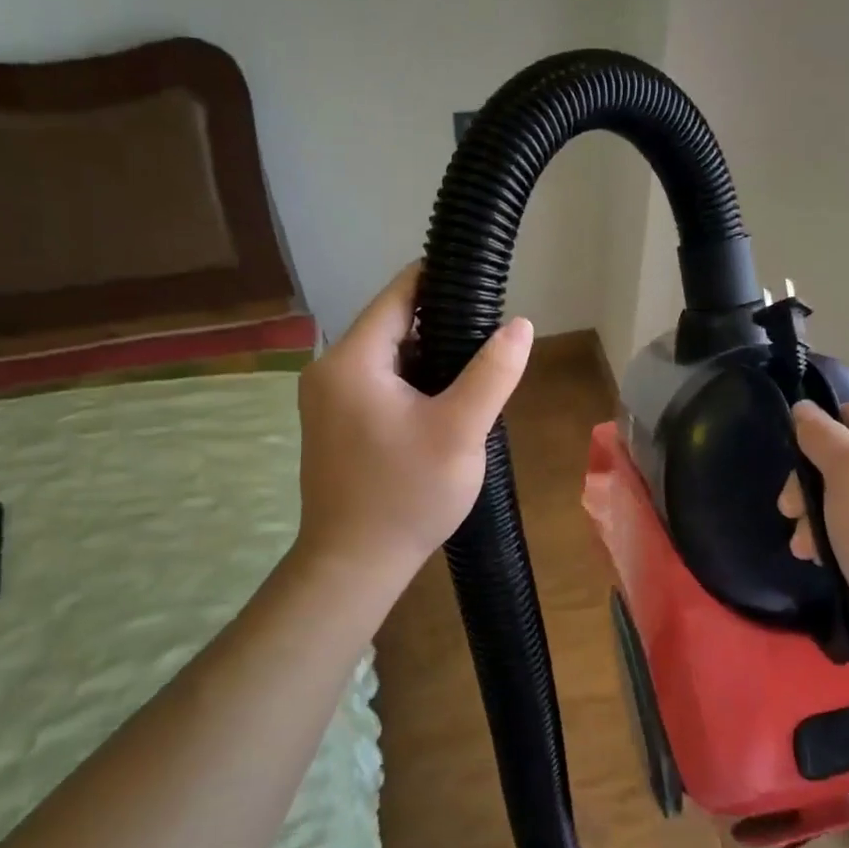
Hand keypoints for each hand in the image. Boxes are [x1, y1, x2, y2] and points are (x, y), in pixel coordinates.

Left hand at [292, 263, 532, 596]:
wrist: (354, 566)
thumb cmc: (406, 494)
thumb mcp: (461, 430)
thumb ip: (492, 372)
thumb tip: (520, 325)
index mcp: (352, 360)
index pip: (399, 295)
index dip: (441, 281)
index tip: (483, 283)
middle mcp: (330, 371)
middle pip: (393, 326)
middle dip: (443, 329)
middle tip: (490, 343)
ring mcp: (328, 400)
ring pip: (389, 359)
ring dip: (431, 361)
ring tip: (476, 375)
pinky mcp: (336, 425)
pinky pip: (380, 386)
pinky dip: (414, 386)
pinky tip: (445, 407)